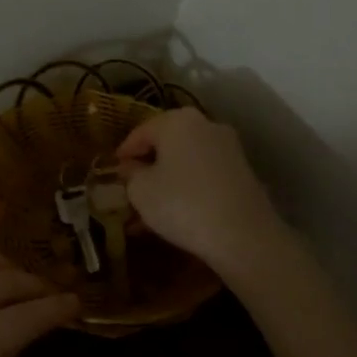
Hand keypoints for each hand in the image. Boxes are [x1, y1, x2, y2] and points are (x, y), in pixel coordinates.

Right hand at [116, 108, 283, 274]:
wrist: (244, 236)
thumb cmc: (182, 204)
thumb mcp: (141, 190)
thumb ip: (130, 174)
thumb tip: (132, 168)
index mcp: (177, 121)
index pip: (140, 132)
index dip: (123, 153)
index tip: (113, 173)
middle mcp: (205, 125)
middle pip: (166, 143)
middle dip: (147, 166)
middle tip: (131, 189)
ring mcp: (228, 148)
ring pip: (186, 161)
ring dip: (167, 180)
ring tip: (151, 208)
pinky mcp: (242, 172)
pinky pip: (204, 175)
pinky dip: (188, 188)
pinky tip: (177, 213)